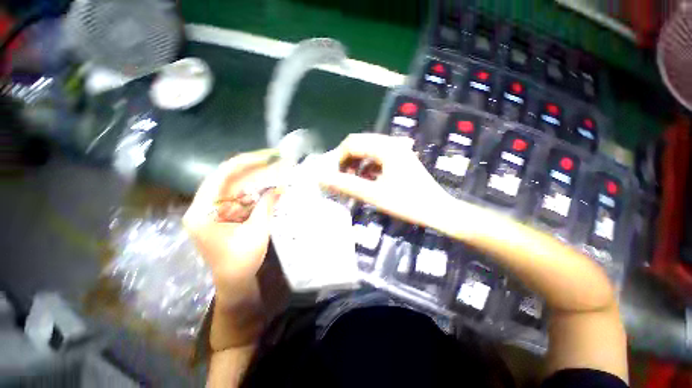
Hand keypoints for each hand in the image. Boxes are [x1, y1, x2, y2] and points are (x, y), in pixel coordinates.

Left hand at [184, 150, 280, 302]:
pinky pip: (240, 198)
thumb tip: (281, 186)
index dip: (245, 163)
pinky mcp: (224, 215)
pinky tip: (270, 186)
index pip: (221, 176)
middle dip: (254, 170)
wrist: (235, 282)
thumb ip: (267, 206)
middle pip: (229, 180)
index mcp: (202, 211)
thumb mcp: (257, 232)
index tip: (266, 156)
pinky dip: (256, 192)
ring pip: (236, 188)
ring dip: (256, 180)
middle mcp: (204, 207)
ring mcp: (214, 211)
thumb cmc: (241, 261)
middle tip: (275, 160)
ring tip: (276, 170)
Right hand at [319, 133, 451, 226]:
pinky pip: (376, 158)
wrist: (438, 211)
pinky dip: (367, 167)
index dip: (337, 159)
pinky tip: (367, 180)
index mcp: (385, 147)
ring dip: (356, 164)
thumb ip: (346, 185)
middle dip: (346, 161)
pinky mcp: (399, 159)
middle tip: (341, 179)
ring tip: (353, 181)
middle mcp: (390, 143)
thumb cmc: (407, 203)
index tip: (333, 177)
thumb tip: (321, 178)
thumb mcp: (373, 195)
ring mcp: (396, 150)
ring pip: (367, 151)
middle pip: (358, 144)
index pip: (351, 143)